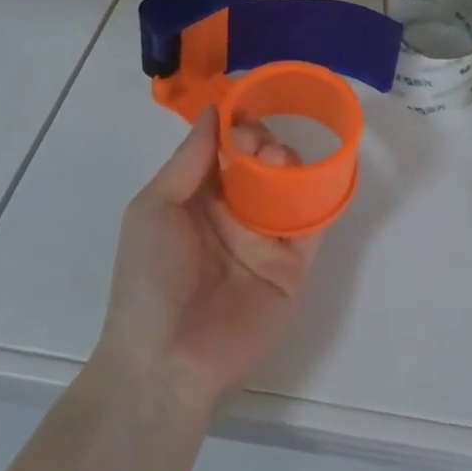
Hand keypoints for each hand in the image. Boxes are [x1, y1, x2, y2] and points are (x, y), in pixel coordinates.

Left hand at [96, 111, 321, 415]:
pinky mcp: (293, 263)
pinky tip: (315, 177)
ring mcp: (267, 237)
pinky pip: (314, 221)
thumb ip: (189, 158)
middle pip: (262, 160)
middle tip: (257, 144)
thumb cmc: (149, 278)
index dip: (238, 126)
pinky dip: (322, 194)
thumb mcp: (154, 208)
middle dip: (264, 140)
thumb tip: (214, 109)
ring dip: (289, 162)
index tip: (243, 114)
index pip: (228, 148)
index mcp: (201, 197)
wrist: (166, 362)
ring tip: (276, 163)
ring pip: (290, 183)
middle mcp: (236, 212)